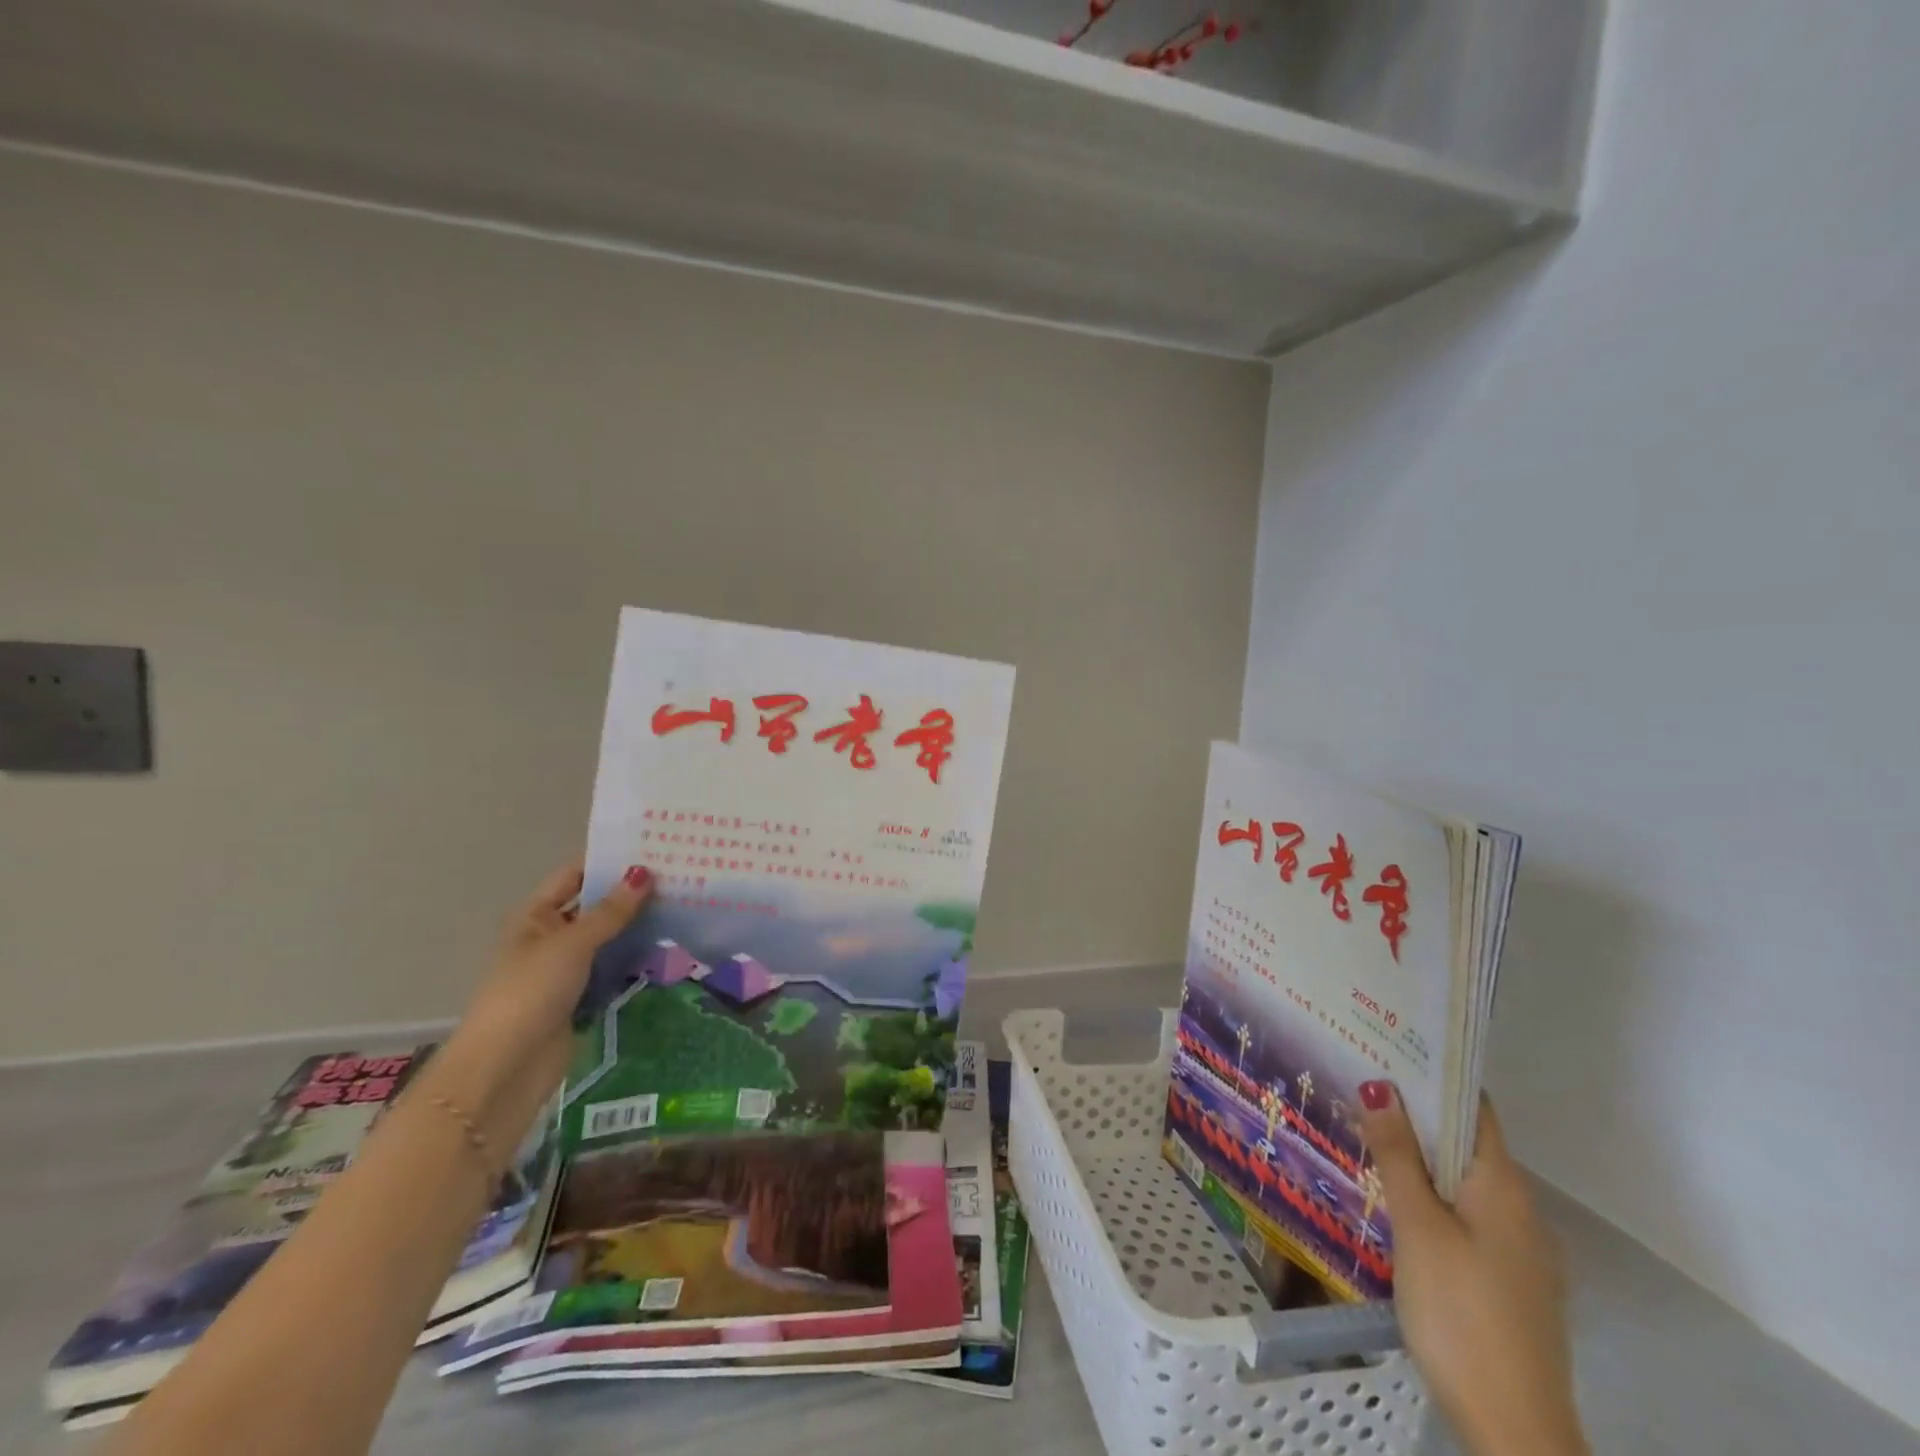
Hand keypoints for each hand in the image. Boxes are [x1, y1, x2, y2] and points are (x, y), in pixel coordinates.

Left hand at [430, 862, 652, 1153]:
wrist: (507, 1066)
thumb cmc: (532, 992)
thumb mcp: (573, 943)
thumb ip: (611, 910)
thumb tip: (644, 872)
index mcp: (536, 916)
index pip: (575, 875)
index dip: (608, 860)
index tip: (651, 847)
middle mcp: (551, 937)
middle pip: (595, 906)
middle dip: (631, 894)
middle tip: (680, 876)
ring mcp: (567, 969)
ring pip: (609, 938)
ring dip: (638, 927)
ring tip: (685, 906)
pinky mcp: (583, 997)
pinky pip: (614, 969)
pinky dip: (637, 960)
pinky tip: (670, 948)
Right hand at [1358, 1086, 1587, 1455]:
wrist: (1516, 1431)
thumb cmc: (1461, 1313)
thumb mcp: (1417, 1227)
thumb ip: (1397, 1155)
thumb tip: (1379, 1085)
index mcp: (1504, 1187)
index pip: (1474, 1109)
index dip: (1434, 1077)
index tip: (1387, 1051)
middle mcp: (1522, 1210)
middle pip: (1468, 1144)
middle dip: (1418, 1115)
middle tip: (1360, 1089)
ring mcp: (1522, 1251)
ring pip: (1466, 1182)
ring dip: (1423, 1157)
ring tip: (1369, 1137)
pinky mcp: (1512, 1283)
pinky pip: (1470, 1217)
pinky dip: (1436, 1196)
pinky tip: (1400, 1205)